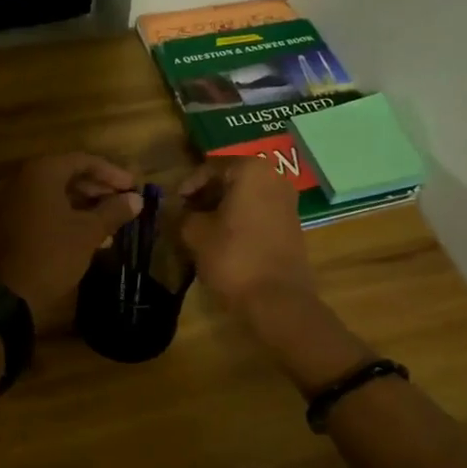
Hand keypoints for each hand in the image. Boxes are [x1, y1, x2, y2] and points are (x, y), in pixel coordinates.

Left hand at [0, 154, 141, 327]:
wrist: (8, 294)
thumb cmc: (52, 254)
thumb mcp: (89, 232)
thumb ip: (114, 211)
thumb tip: (136, 199)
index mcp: (42, 173)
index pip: (83, 161)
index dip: (112, 173)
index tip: (133, 187)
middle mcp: (24, 180)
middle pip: (69, 176)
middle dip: (99, 190)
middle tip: (125, 203)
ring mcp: (14, 202)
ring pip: (57, 195)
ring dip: (86, 206)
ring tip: (113, 223)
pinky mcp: (10, 223)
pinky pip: (44, 210)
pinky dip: (67, 217)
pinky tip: (90, 235)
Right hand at [177, 156, 315, 314]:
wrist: (278, 300)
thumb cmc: (233, 258)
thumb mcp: (196, 234)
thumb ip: (182, 215)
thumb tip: (177, 211)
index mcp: (251, 170)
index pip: (210, 167)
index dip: (188, 185)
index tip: (174, 203)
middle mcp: (274, 178)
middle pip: (231, 179)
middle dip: (206, 195)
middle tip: (185, 214)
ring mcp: (287, 201)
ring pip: (245, 196)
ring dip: (222, 208)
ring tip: (201, 228)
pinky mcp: (292, 224)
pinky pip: (259, 211)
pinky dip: (240, 219)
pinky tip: (224, 239)